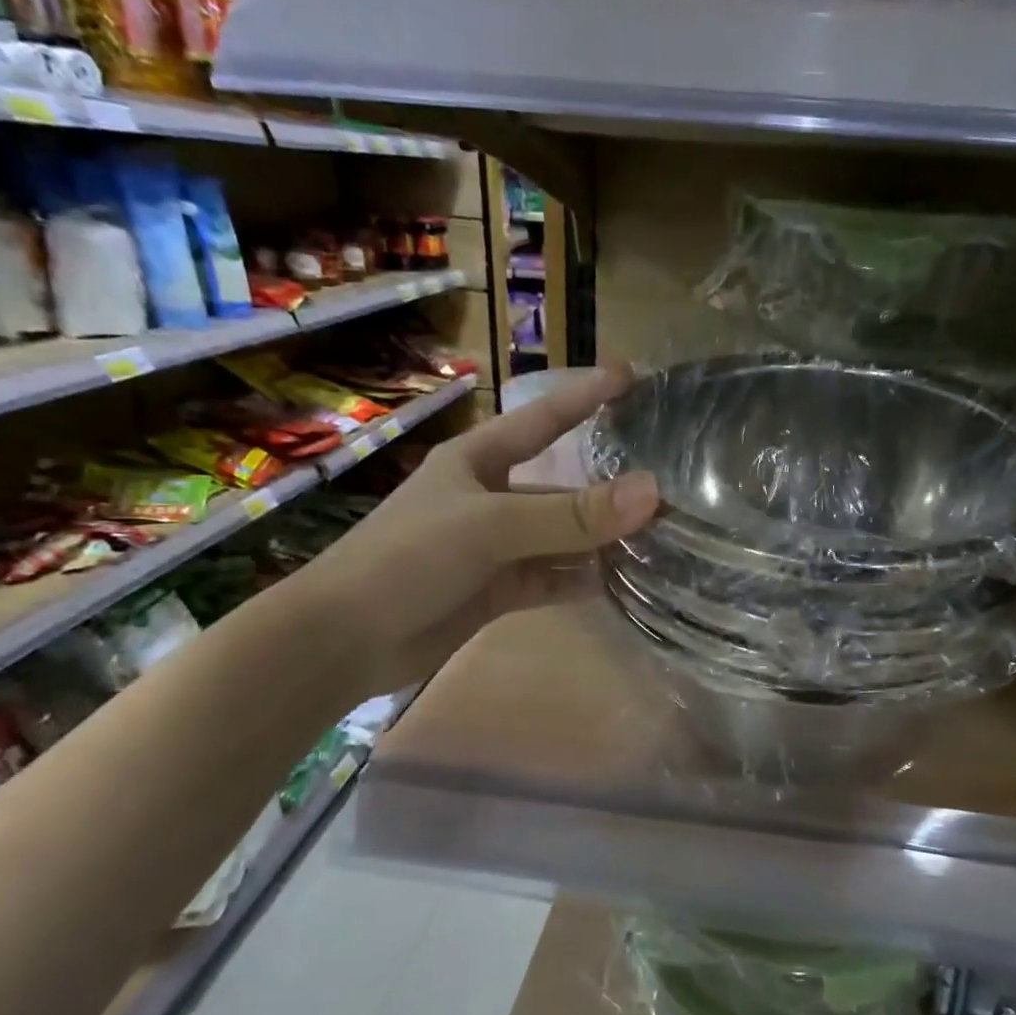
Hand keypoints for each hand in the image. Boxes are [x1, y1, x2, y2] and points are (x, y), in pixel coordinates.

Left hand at [294, 365, 658, 697]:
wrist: (345, 638)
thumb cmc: (408, 558)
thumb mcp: (491, 525)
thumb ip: (570, 514)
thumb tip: (651, 492)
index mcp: (478, 461)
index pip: (543, 418)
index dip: (586, 396)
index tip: (632, 376)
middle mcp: (491, 497)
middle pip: (562, 488)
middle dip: (610, 492)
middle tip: (670, 492)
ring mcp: (496, 547)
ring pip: (562, 538)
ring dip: (602, 541)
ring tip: (660, 541)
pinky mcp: (497, 590)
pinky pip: (552, 579)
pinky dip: (582, 581)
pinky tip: (624, 584)